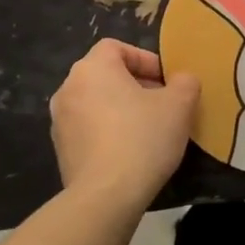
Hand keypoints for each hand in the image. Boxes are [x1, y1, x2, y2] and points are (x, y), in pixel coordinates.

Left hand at [49, 39, 198, 209]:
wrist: (105, 197)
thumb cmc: (142, 138)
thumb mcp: (179, 105)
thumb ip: (185, 82)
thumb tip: (182, 80)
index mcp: (92, 68)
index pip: (117, 47)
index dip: (145, 59)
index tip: (166, 81)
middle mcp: (69, 88)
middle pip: (106, 75)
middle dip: (136, 86)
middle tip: (163, 105)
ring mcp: (59, 121)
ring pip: (97, 103)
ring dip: (122, 110)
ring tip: (149, 130)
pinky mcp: (61, 150)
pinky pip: (89, 129)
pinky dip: (108, 132)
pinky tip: (130, 153)